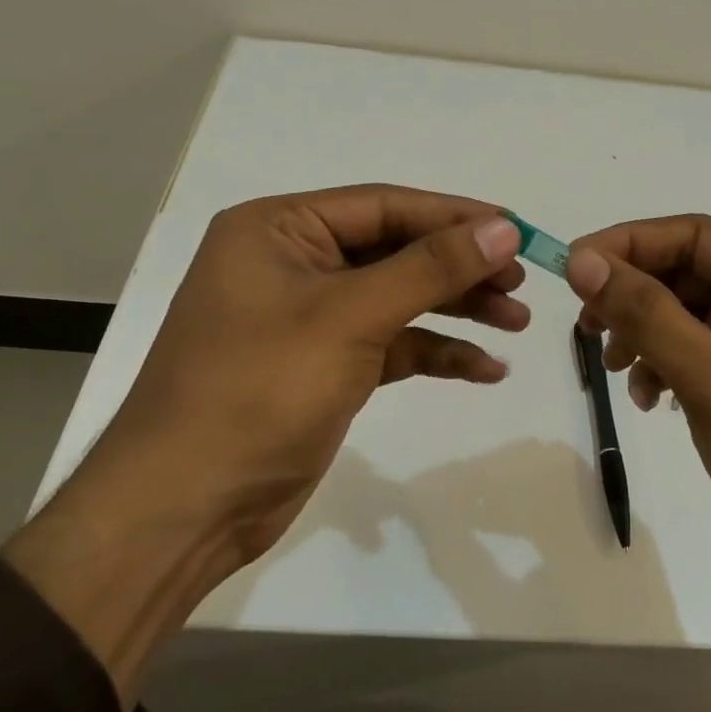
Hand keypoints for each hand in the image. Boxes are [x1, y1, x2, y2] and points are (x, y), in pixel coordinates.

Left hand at [48, 185, 525, 571]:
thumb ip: (429, 268)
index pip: (384, 206)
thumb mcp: (349, 318)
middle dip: (461, 268)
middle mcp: (293, 264)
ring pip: (399, 299)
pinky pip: (392, 345)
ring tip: (518, 322)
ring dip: (457, 309)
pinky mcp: (326, 367)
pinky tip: (485, 369)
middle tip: (521, 282)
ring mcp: (310, 319)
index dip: (455, 217)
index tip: (518, 231)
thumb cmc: (259, 390)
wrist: (189, 505)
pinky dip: (435, 353)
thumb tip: (502, 227)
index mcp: (279, 230)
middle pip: (396, 251)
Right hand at [563, 215, 710, 615]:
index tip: (571, 269)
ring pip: (685, 318)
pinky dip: (663, 370)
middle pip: (687, 275)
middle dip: (632, 297)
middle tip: (586, 328)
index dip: (628, 243)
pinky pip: (694, 358)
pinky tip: (650, 402)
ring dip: (643, 336)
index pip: (694, 236)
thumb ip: (646, 314)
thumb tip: (583, 260)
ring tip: (619, 373)